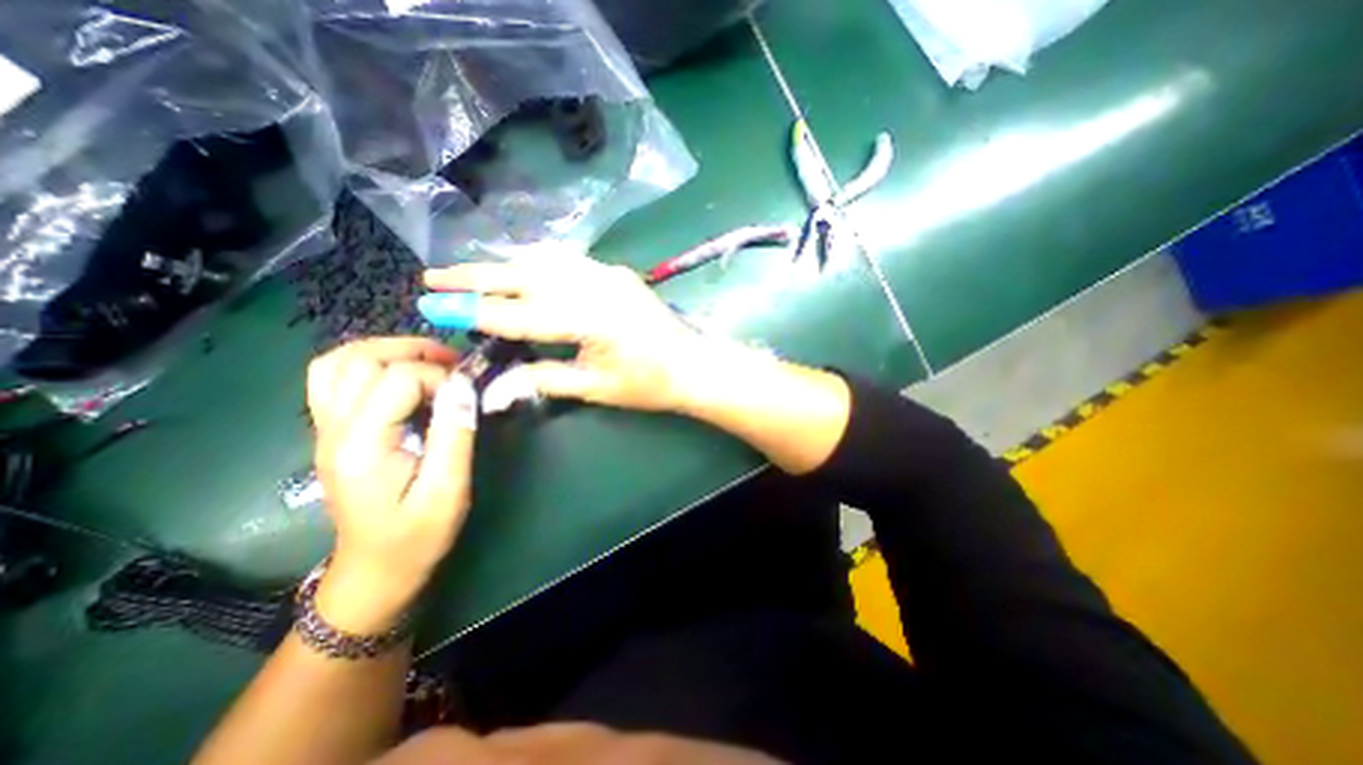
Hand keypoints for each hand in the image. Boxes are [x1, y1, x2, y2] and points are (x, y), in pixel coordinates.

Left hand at [306, 337, 475, 630]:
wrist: (375, 569)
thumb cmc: (417, 535)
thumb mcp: (448, 489)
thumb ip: (454, 433)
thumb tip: (464, 384)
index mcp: (362, 445)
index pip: (397, 378)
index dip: (441, 376)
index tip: (468, 393)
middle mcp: (333, 430)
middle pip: (361, 359)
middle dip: (414, 351)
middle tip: (454, 364)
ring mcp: (325, 429)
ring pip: (338, 361)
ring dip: (387, 351)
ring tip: (428, 361)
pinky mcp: (332, 432)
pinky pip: (334, 378)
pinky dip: (367, 363)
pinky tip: (399, 375)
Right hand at [421, 255, 717, 412]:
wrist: (693, 364)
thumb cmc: (648, 384)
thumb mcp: (595, 389)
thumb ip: (544, 379)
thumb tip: (495, 386)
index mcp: (586, 319)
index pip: (516, 313)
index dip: (472, 311)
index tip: (430, 306)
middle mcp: (592, 286)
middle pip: (523, 275)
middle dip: (475, 275)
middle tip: (434, 277)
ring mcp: (606, 273)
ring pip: (543, 261)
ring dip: (505, 265)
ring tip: (470, 273)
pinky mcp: (615, 271)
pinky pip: (567, 261)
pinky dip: (537, 263)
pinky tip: (523, 269)